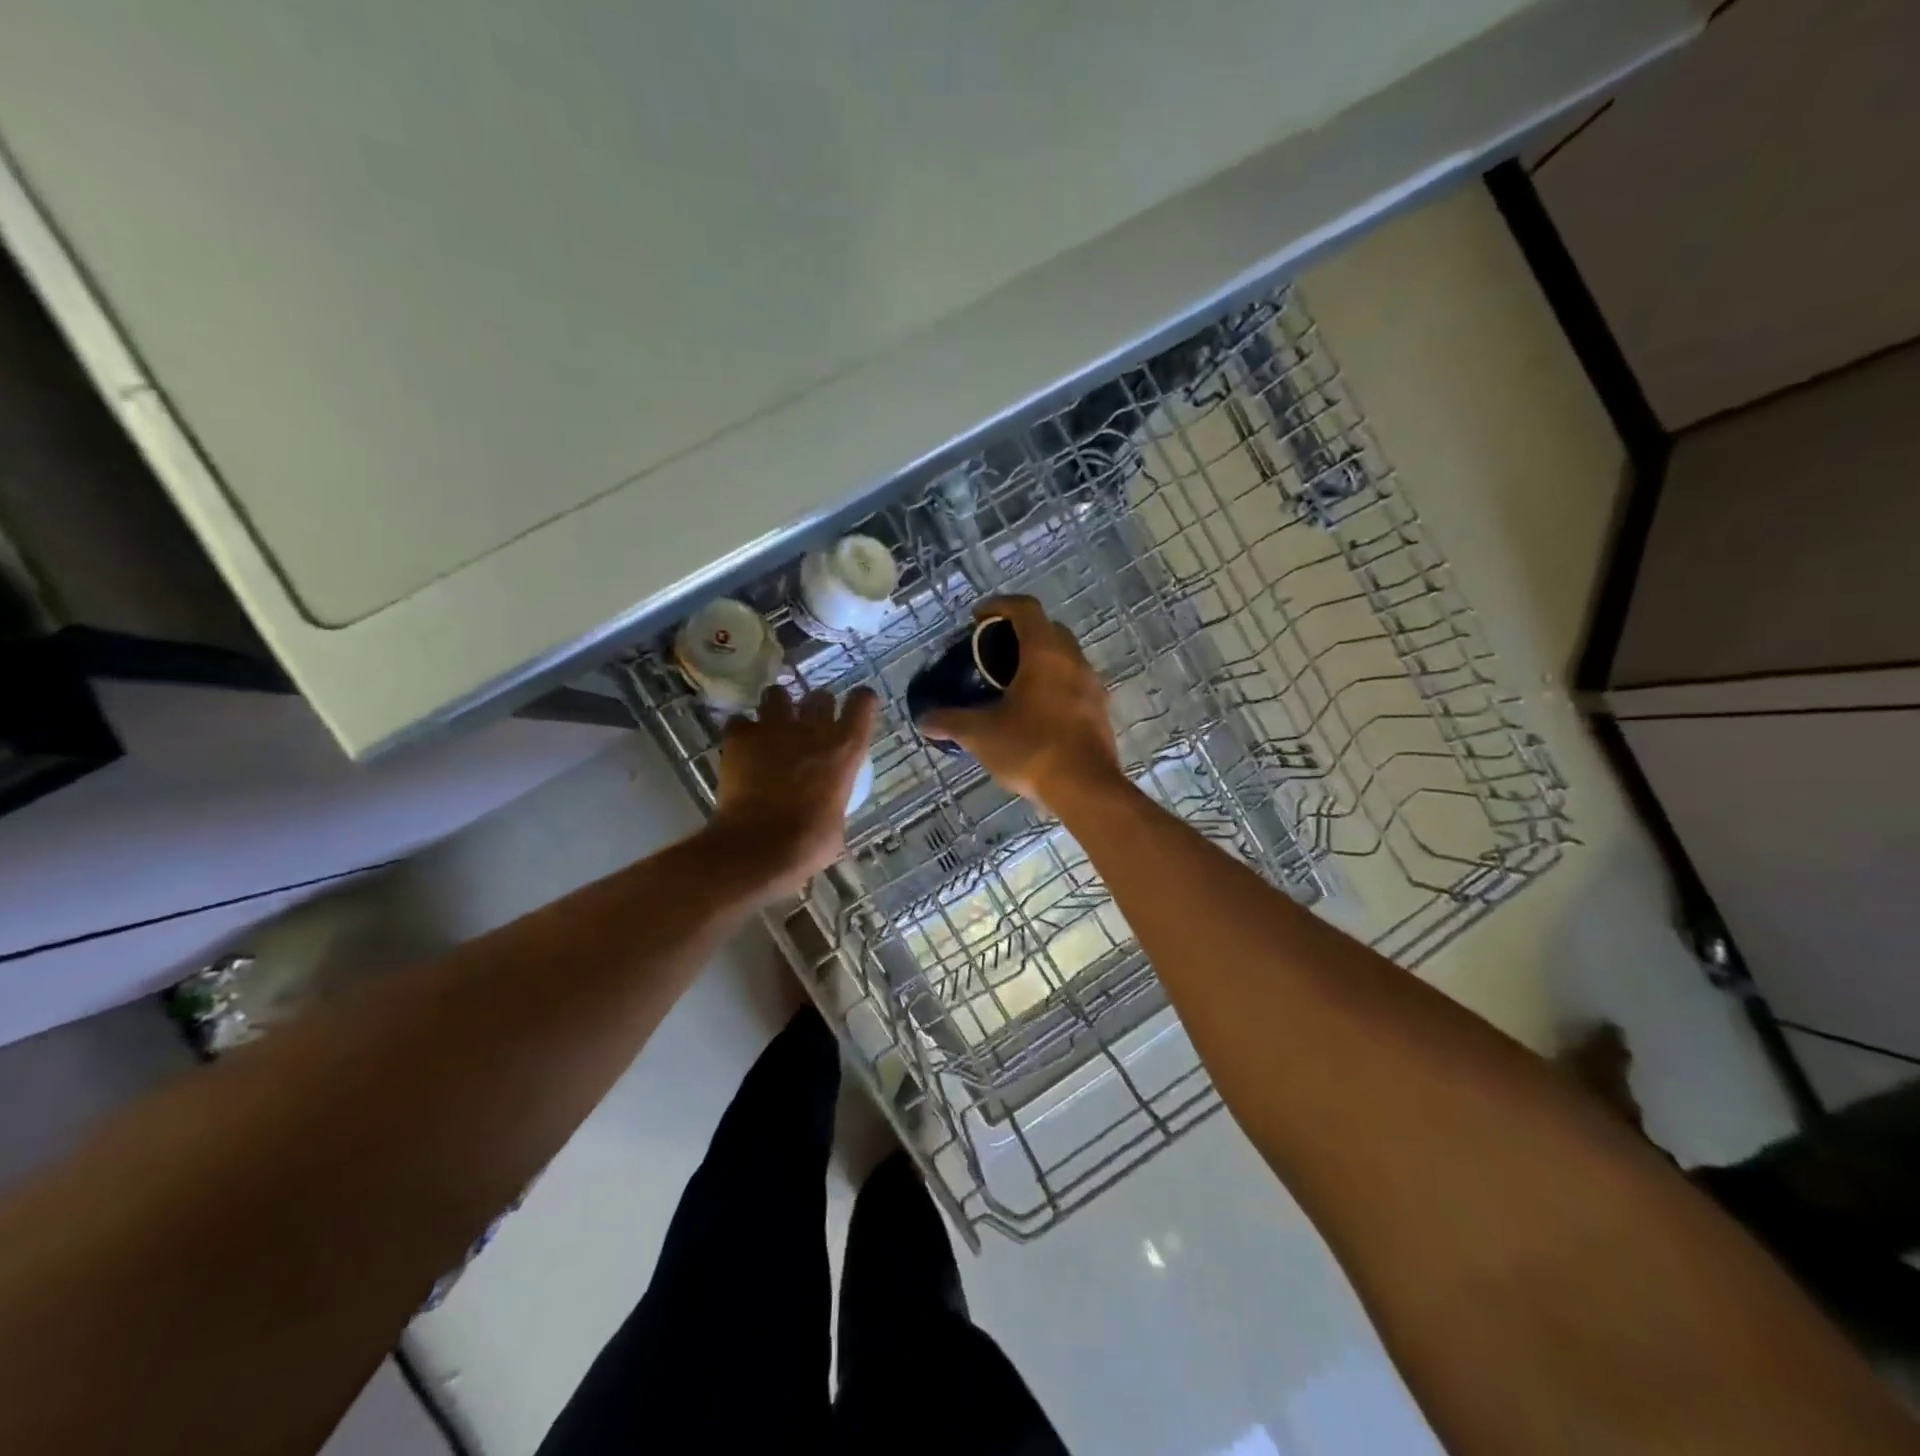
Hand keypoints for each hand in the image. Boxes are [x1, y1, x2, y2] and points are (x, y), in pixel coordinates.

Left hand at [710, 683, 878, 895]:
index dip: (859, 703)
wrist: (760, 847)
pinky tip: (740, 749)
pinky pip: (739, 722)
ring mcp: (773, 728)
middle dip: (814, 706)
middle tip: (807, 727)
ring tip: (770, 729)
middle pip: (819, 694)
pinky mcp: (739, 737)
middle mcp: (813, 728)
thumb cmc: (810, 843)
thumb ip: (833, 797)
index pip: (863, 702)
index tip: (854, 711)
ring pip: (776, 694)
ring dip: (776, 708)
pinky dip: (740, 732)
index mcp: (845, 749)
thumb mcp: (837, 819)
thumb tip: (825, 802)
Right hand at [920, 596, 1125, 811]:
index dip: (999, 605)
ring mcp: (1092, 686)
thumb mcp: (981, 734)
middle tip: (992, 652)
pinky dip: (1052, 685)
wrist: (1085, 788)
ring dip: (1038, 661)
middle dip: (1019, 633)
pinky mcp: (1100, 711)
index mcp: (1045, 653)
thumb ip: (950, 722)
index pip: (1025, 608)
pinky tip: (1034, 712)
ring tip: (1010, 683)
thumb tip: (924, 720)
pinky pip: (1073, 684)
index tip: (977, 618)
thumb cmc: (1032, 748)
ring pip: (1064, 658)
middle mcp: (1073, 660)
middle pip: (1048, 629)